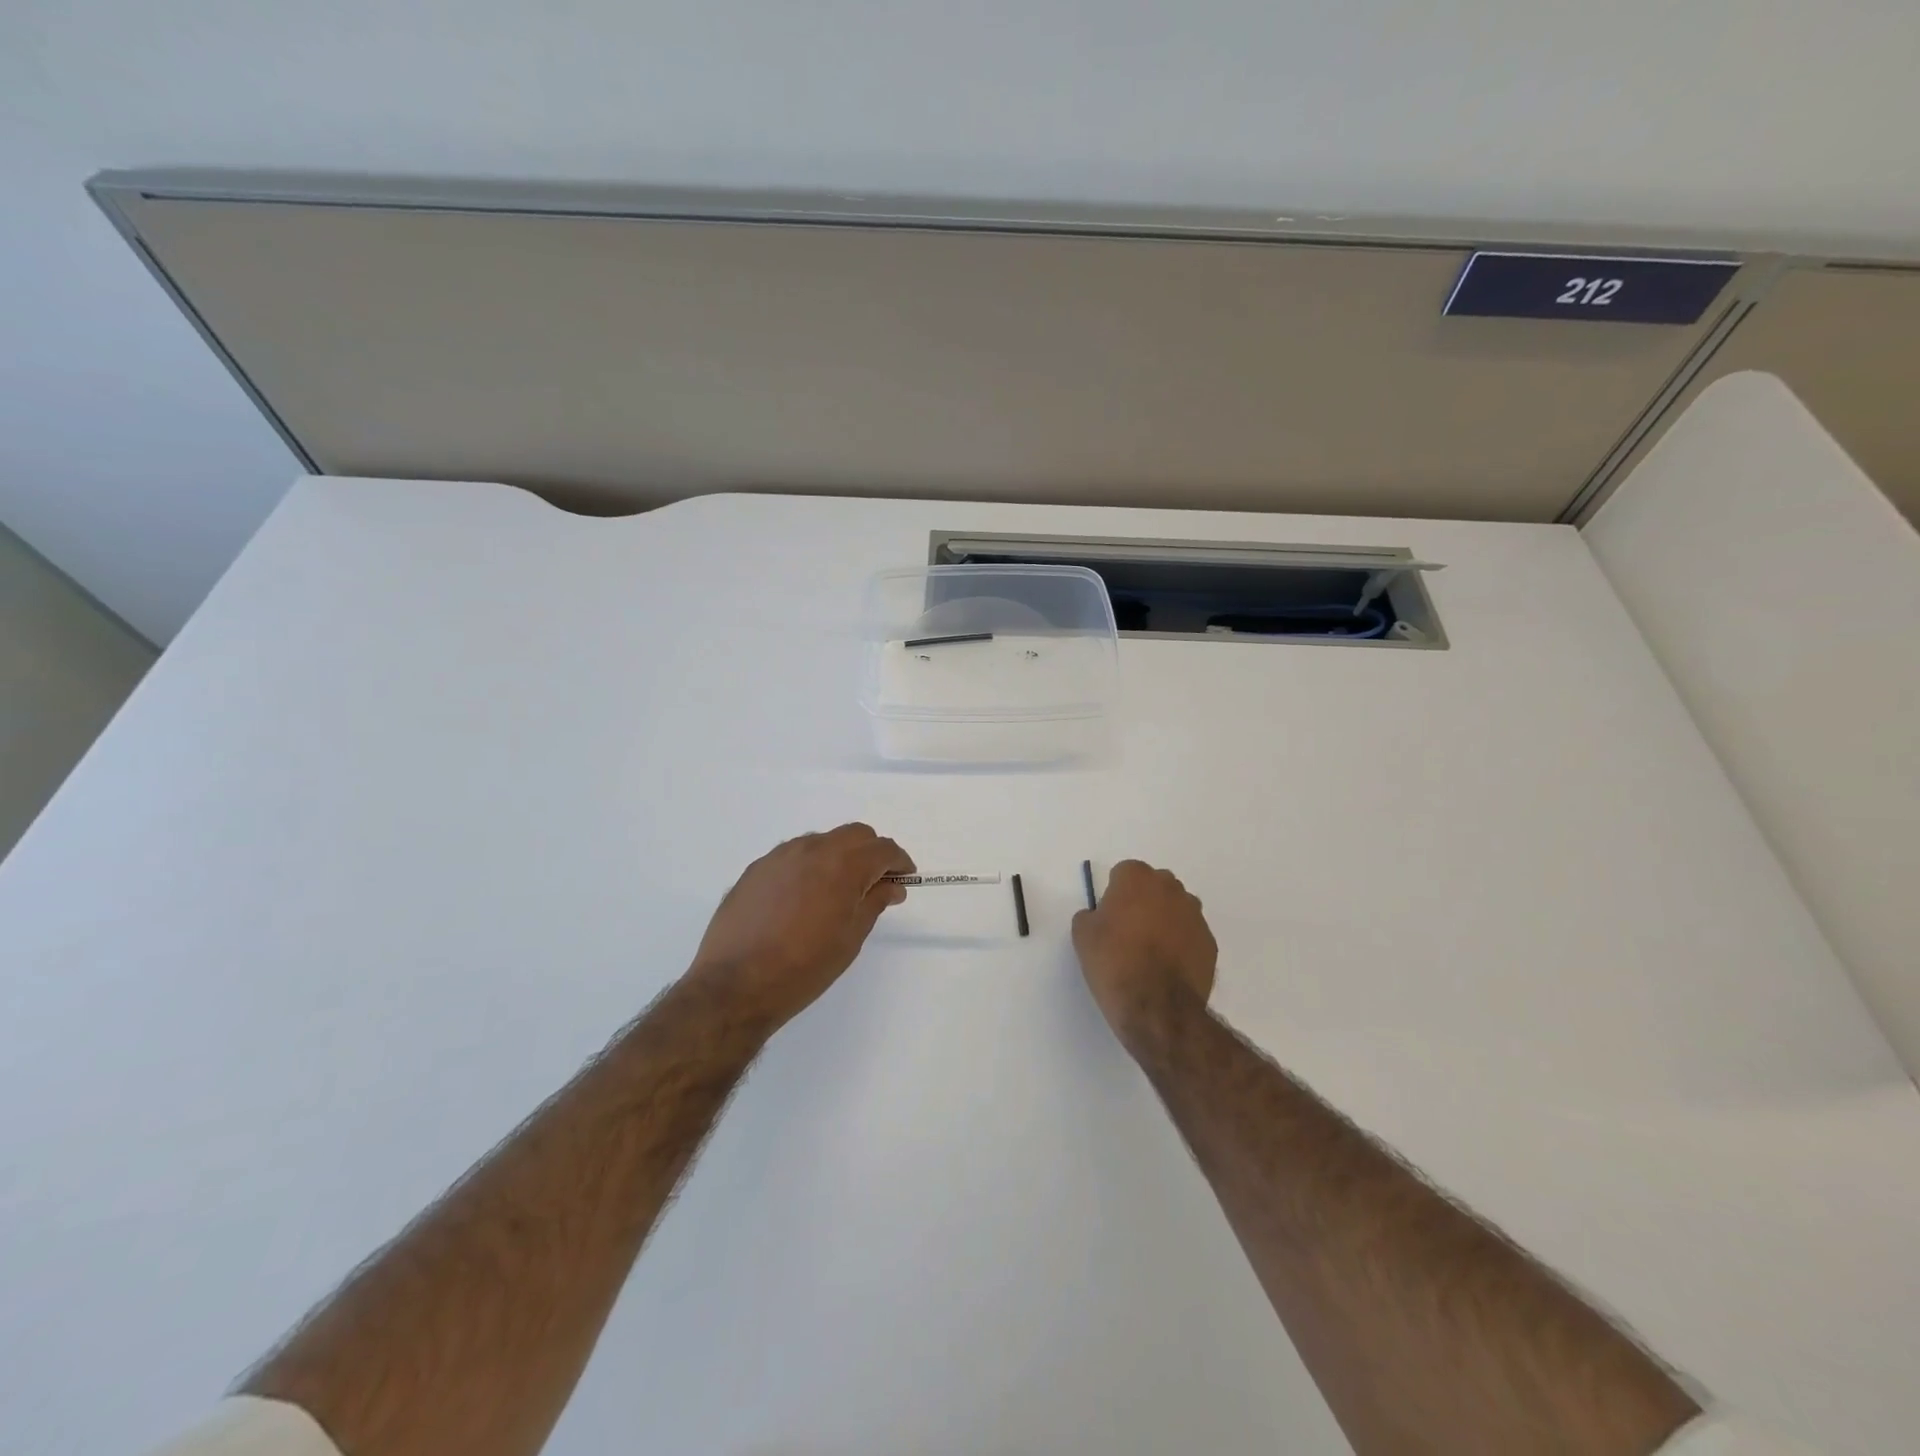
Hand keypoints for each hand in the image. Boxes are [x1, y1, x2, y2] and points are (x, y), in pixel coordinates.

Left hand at [689, 824, 914, 1031]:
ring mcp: (780, 856)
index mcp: (842, 865)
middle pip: (854, 834)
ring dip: (839, 857)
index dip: (899, 862)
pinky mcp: (756, 869)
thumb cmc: (804, 967)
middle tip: (876, 884)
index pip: (882, 849)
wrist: (735, 984)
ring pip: (822, 841)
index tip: (904, 879)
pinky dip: (810, 866)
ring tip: (837, 892)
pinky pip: (793, 856)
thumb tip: (891, 886)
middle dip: (872, 852)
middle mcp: (811, 849)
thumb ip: (874, 903)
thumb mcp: (850, 938)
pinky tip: (803, 898)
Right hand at [1072, 860, 1217, 1049]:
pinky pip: (1190, 934)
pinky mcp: (1210, 942)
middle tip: (1128, 932)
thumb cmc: (1114, 963)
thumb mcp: (1082, 936)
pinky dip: (1181, 944)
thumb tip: (1099, 916)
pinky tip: (1168, 968)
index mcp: (1137, 878)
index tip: (1109, 918)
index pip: (1124, 873)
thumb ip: (1090, 915)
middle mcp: (1170, 888)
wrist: (1157, 1007)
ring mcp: (1195, 915)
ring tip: (1150, 953)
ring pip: (1176, 909)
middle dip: (1143, 901)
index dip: (1115, 895)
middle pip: (1154, 886)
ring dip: (1165, 921)